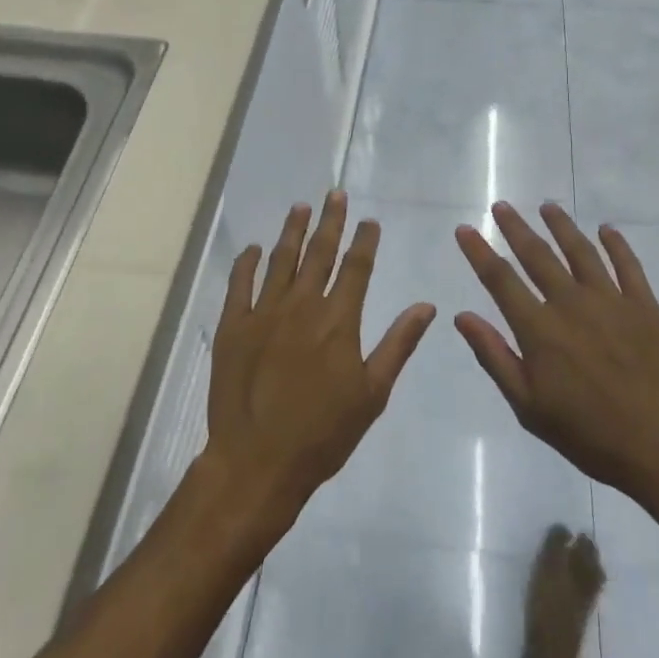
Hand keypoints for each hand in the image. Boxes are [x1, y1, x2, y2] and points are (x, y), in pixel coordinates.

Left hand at [201, 192, 435, 537]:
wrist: (257, 462)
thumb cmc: (323, 433)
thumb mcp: (372, 393)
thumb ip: (398, 344)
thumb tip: (426, 306)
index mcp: (338, 320)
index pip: (356, 267)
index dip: (364, 241)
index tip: (369, 220)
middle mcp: (302, 305)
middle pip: (319, 252)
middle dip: (330, 220)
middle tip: (335, 194)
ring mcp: (264, 312)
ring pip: (281, 260)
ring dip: (292, 231)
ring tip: (300, 207)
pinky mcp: (233, 325)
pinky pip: (239, 283)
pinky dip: (246, 262)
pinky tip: (253, 248)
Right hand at [454, 203, 658, 526]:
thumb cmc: (591, 436)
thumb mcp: (530, 408)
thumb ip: (495, 357)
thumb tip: (462, 316)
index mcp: (539, 330)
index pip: (500, 279)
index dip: (479, 252)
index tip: (464, 229)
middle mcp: (571, 304)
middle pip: (537, 255)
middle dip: (515, 228)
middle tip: (501, 206)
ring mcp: (611, 300)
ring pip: (580, 250)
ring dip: (561, 225)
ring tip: (547, 206)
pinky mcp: (645, 306)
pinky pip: (627, 264)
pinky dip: (616, 243)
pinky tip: (606, 228)